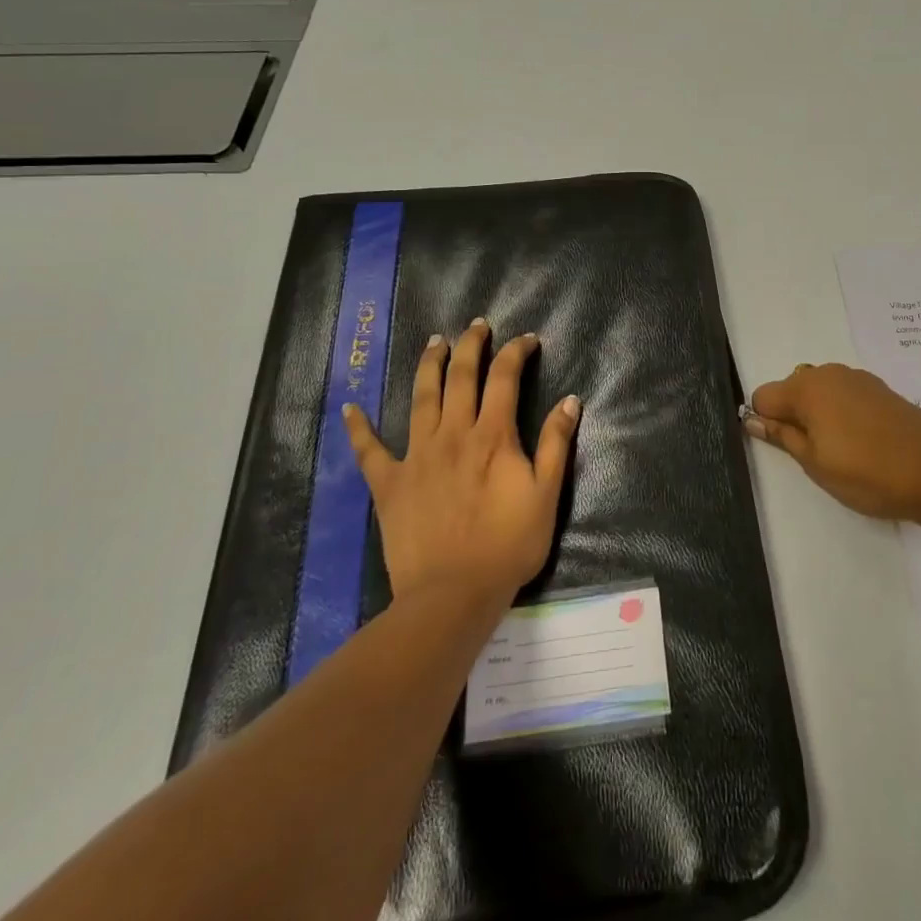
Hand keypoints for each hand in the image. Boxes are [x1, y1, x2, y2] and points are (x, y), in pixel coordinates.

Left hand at [344, 318, 579, 605]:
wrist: (453, 595)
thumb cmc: (507, 546)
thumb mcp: (547, 495)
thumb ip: (556, 444)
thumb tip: (570, 400)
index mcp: (493, 436)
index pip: (505, 377)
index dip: (516, 352)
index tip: (527, 340)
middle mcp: (453, 434)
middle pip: (461, 376)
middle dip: (470, 345)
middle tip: (477, 325)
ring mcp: (417, 456)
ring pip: (421, 397)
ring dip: (429, 365)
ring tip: (434, 342)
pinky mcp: (390, 483)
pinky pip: (370, 450)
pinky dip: (359, 428)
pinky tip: (350, 408)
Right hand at [746, 362, 920, 525]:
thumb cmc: (867, 471)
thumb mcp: (815, 462)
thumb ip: (782, 436)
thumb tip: (751, 418)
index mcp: (806, 388)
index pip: (763, 396)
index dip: (765, 422)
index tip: (783, 449)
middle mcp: (828, 373)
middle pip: (791, 390)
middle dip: (792, 418)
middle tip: (814, 456)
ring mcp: (857, 378)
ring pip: (819, 393)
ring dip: (819, 417)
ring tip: (841, 453)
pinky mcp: (880, 389)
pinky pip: (844, 396)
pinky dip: (842, 414)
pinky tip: (863, 443)